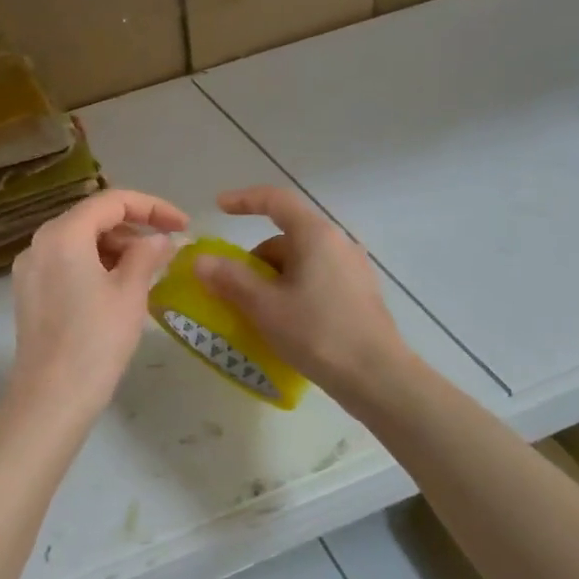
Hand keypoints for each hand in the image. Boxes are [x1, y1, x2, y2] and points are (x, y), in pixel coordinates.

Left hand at [7, 188, 188, 423]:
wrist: (51, 398)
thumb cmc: (96, 341)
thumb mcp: (130, 293)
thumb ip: (147, 254)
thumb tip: (162, 238)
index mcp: (63, 235)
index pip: (112, 201)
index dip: (153, 207)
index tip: (183, 225)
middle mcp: (39, 243)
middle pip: (92, 218)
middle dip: (133, 229)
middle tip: (167, 251)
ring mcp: (30, 269)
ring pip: (79, 242)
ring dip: (115, 248)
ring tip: (148, 272)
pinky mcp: (29, 293)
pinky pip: (66, 264)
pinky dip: (95, 265)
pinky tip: (119, 288)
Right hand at [194, 186, 409, 402]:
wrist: (377, 378)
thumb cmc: (318, 333)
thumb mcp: (265, 306)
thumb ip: (230, 278)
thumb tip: (201, 260)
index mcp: (316, 236)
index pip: (276, 201)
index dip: (244, 200)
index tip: (219, 208)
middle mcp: (338, 244)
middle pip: (286, 237)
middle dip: (255, 259)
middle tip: (234, 290)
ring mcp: (353, 269)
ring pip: (301, 262)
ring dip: (273, 279)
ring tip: (258, 313)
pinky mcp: (360, 294)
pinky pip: (317, 280)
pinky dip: (293, 291)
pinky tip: (286, 322)